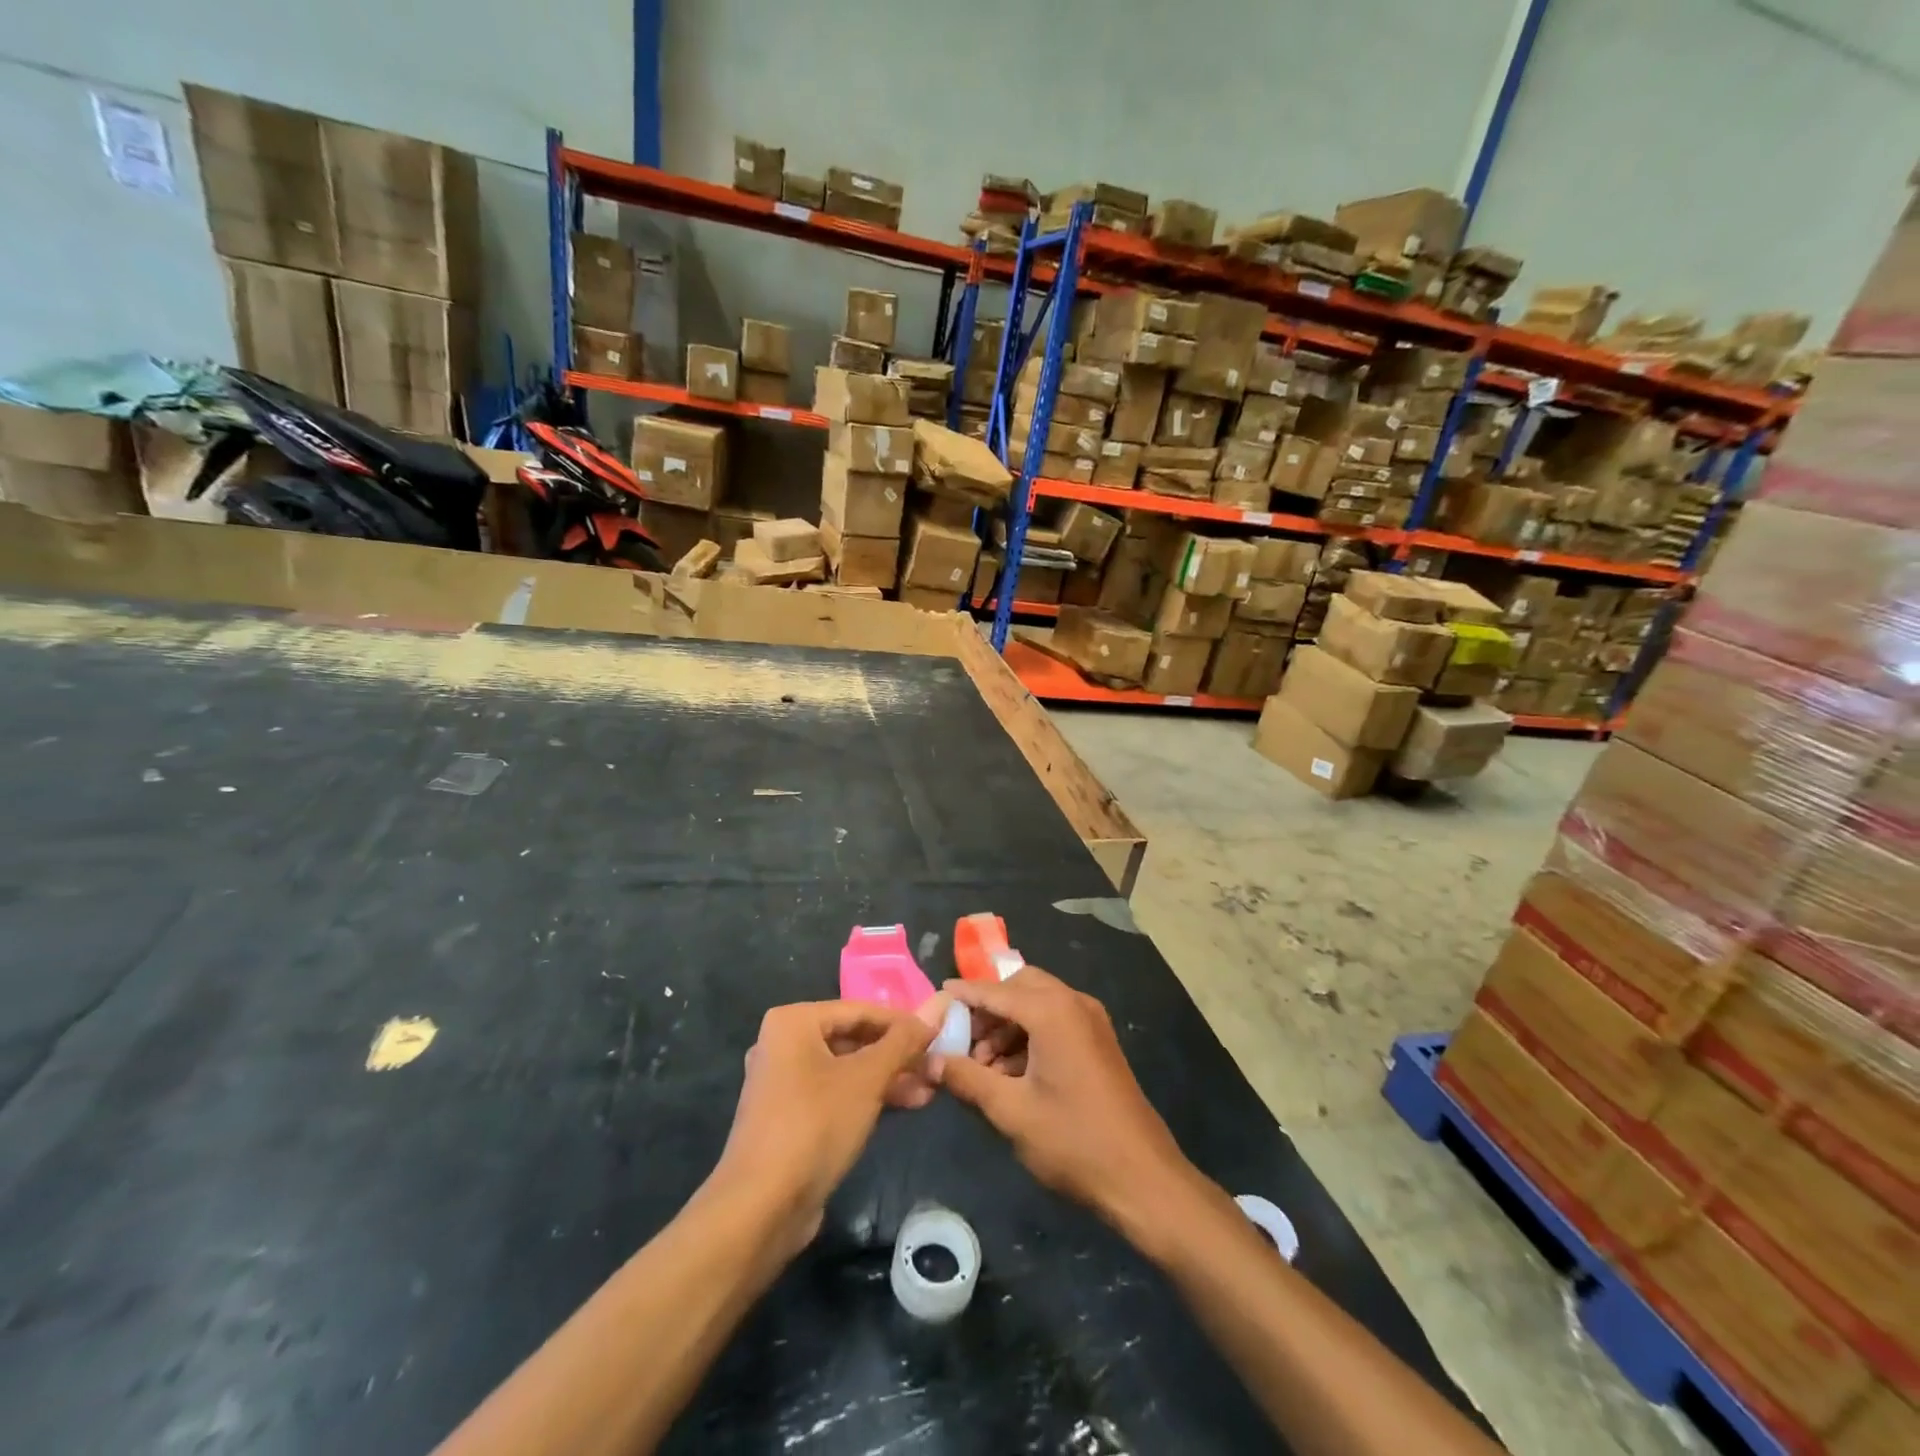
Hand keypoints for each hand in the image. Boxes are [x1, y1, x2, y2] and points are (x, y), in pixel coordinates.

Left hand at [711, 999, 942, 1258]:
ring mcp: (783, 1083)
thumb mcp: (867, 1079)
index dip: (902, 1021)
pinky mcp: (788, 1118)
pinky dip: (865, 1097)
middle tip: (934, 1066)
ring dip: (886, 1078)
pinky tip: (902, 1107)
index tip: (937, 1034)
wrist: (761, 1208)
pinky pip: (834, 1094)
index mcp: (793, 1022)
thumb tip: (933, 1013)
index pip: (859, 1010)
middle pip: (852, 1039)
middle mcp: (783, 1044)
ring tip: (928, 1090)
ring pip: (846, 1069)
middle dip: (896, 1054)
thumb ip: (901, 1043)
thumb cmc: (815, 1125)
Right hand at [932, 968, 1193, 1230]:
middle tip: (962, 1040)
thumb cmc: (1073, 1141)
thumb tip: (930, 1060)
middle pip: (1019, 987)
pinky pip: (1055, 1021)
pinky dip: (1028, 1036)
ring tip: (982, 1067)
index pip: (995, 990)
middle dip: (988, 1009)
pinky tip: (1010, 1074)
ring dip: (1007, 1025)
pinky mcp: (1098, 1041)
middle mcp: (1073, 1003)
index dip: (963, 994)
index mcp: (1052, 1011)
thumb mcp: (1011, 1111)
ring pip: (1037, 1004)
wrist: (1143, 1178)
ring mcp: (1091, 1021)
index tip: (935, 998)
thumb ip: (967, 1078)